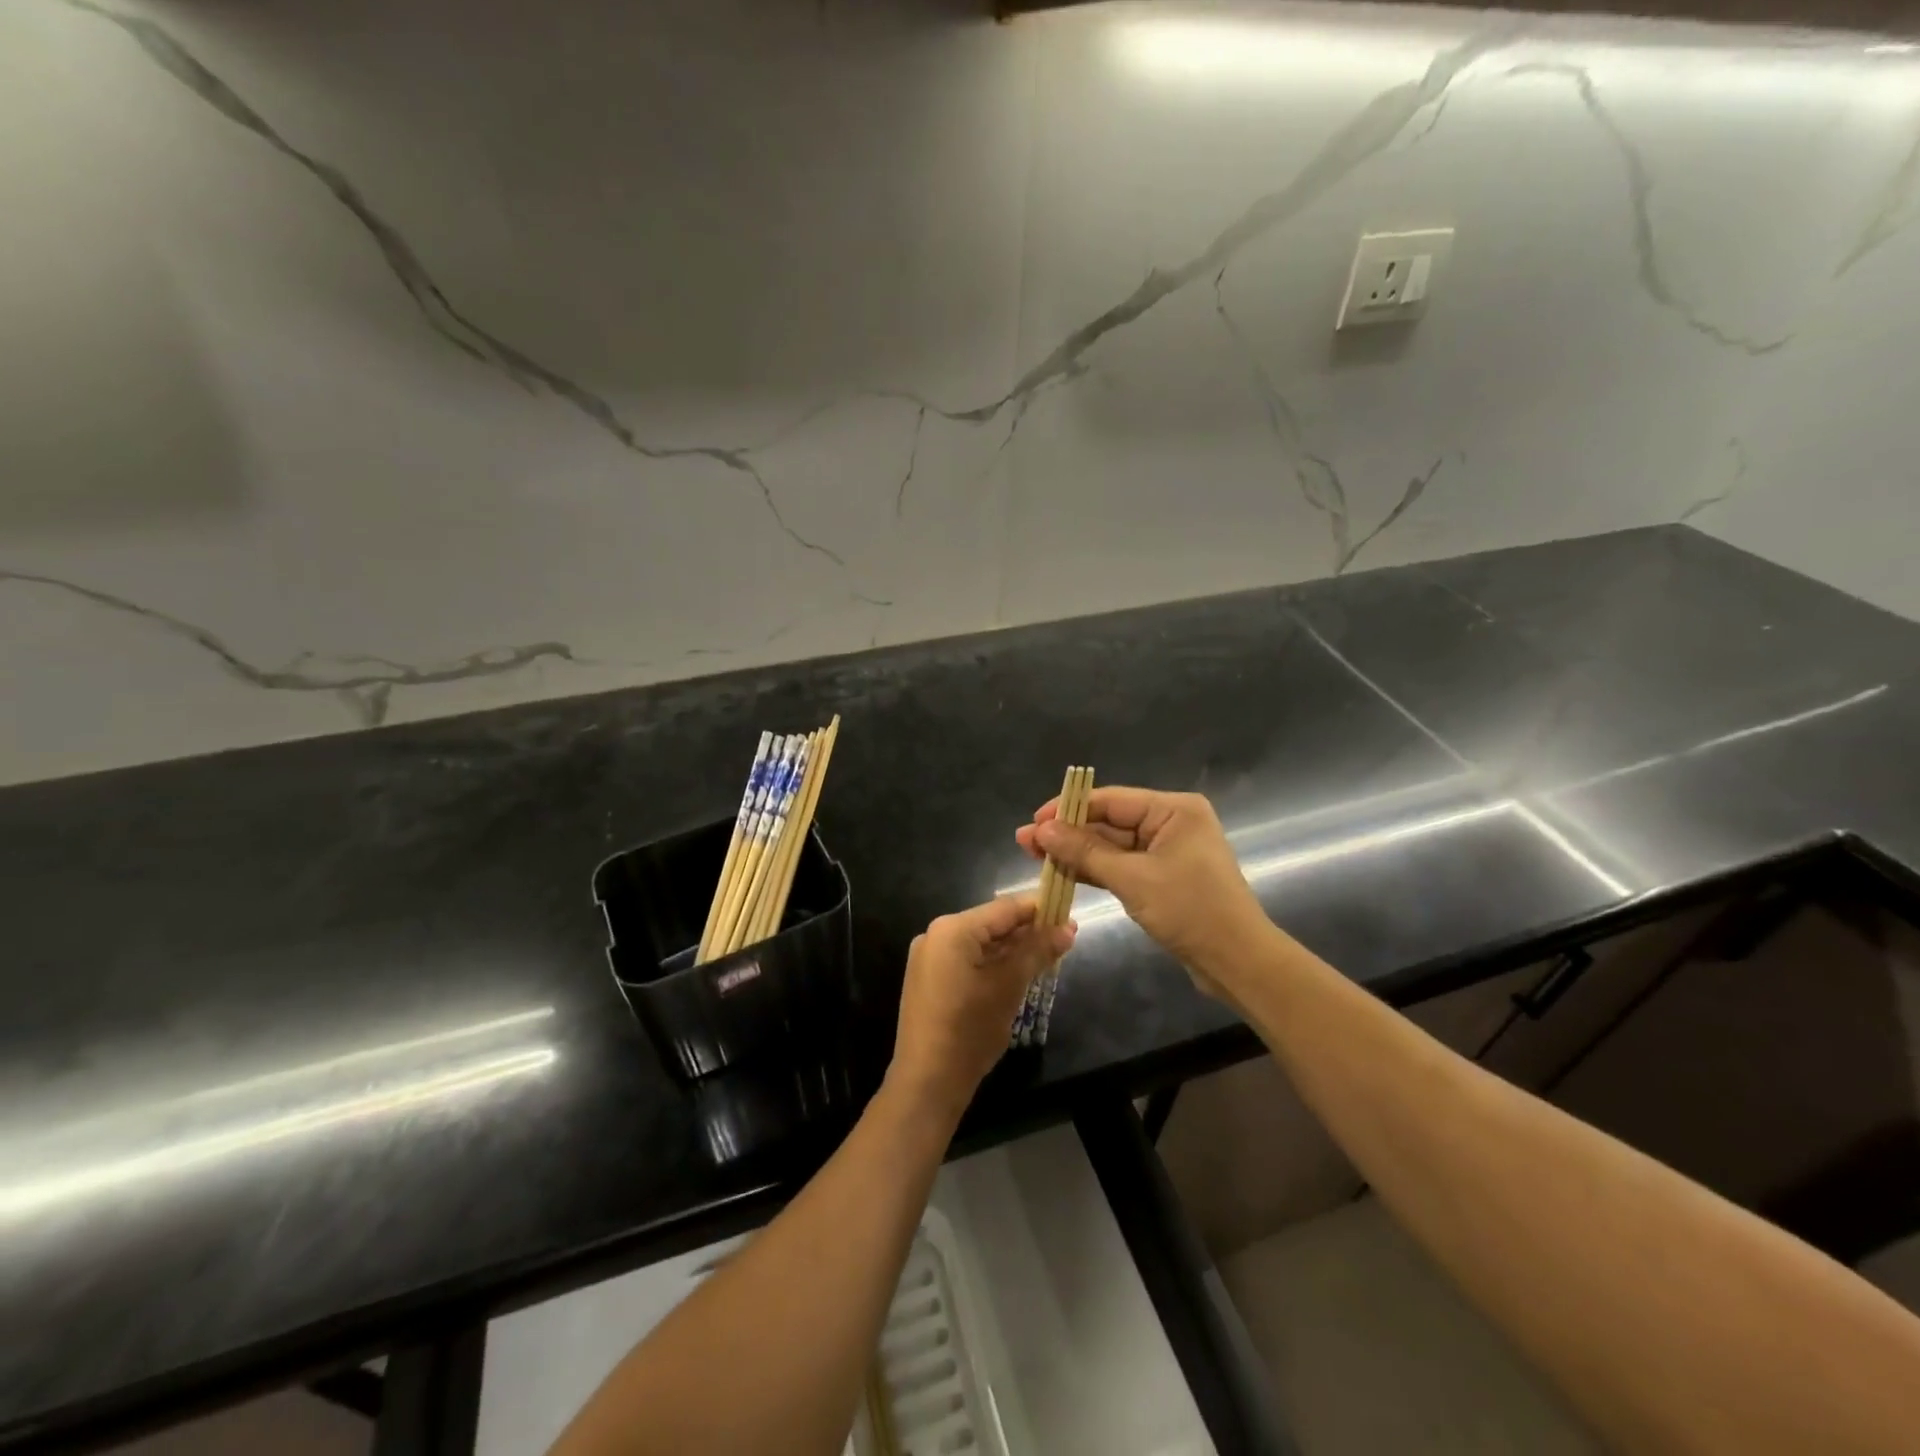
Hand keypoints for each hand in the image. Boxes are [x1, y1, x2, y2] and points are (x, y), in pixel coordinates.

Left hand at [889, 897, 1073, 1119]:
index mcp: (952, 929)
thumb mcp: (1009, 987)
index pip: (1004, 908)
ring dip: (1012, 949)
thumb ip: (1037, 952)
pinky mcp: (929, 979)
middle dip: (1027, 931)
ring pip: (980, 944)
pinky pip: (967, 960)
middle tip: (1065, 939)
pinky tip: (1018, 972)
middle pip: (991, 924)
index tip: (1069, 914)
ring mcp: (929, 957)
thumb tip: (1068, 928)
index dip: (1039, 910)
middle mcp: (936, 934)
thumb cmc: (970, 1029)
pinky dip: (992, 964)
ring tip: (1048, 956)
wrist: (927, 1081)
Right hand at [1016, 787, 1270, 991]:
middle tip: (1024, 842)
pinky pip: (1121, 866)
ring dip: (1076, 853)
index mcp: (1173, 810)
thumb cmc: (1190, 910)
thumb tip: (1042, 830)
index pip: (1110, 799)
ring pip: (1111, 846)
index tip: (1033, 821)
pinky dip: (1094, 870)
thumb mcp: (1132, 878)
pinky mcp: (1161, 877)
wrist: (1237, 961)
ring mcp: (1166, 851)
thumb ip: (1085, 852)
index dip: (1068, 809)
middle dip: (1068, 833)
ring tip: (1034, 855)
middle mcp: (1170, 823)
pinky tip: (1061, 872)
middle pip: (1109, 821)